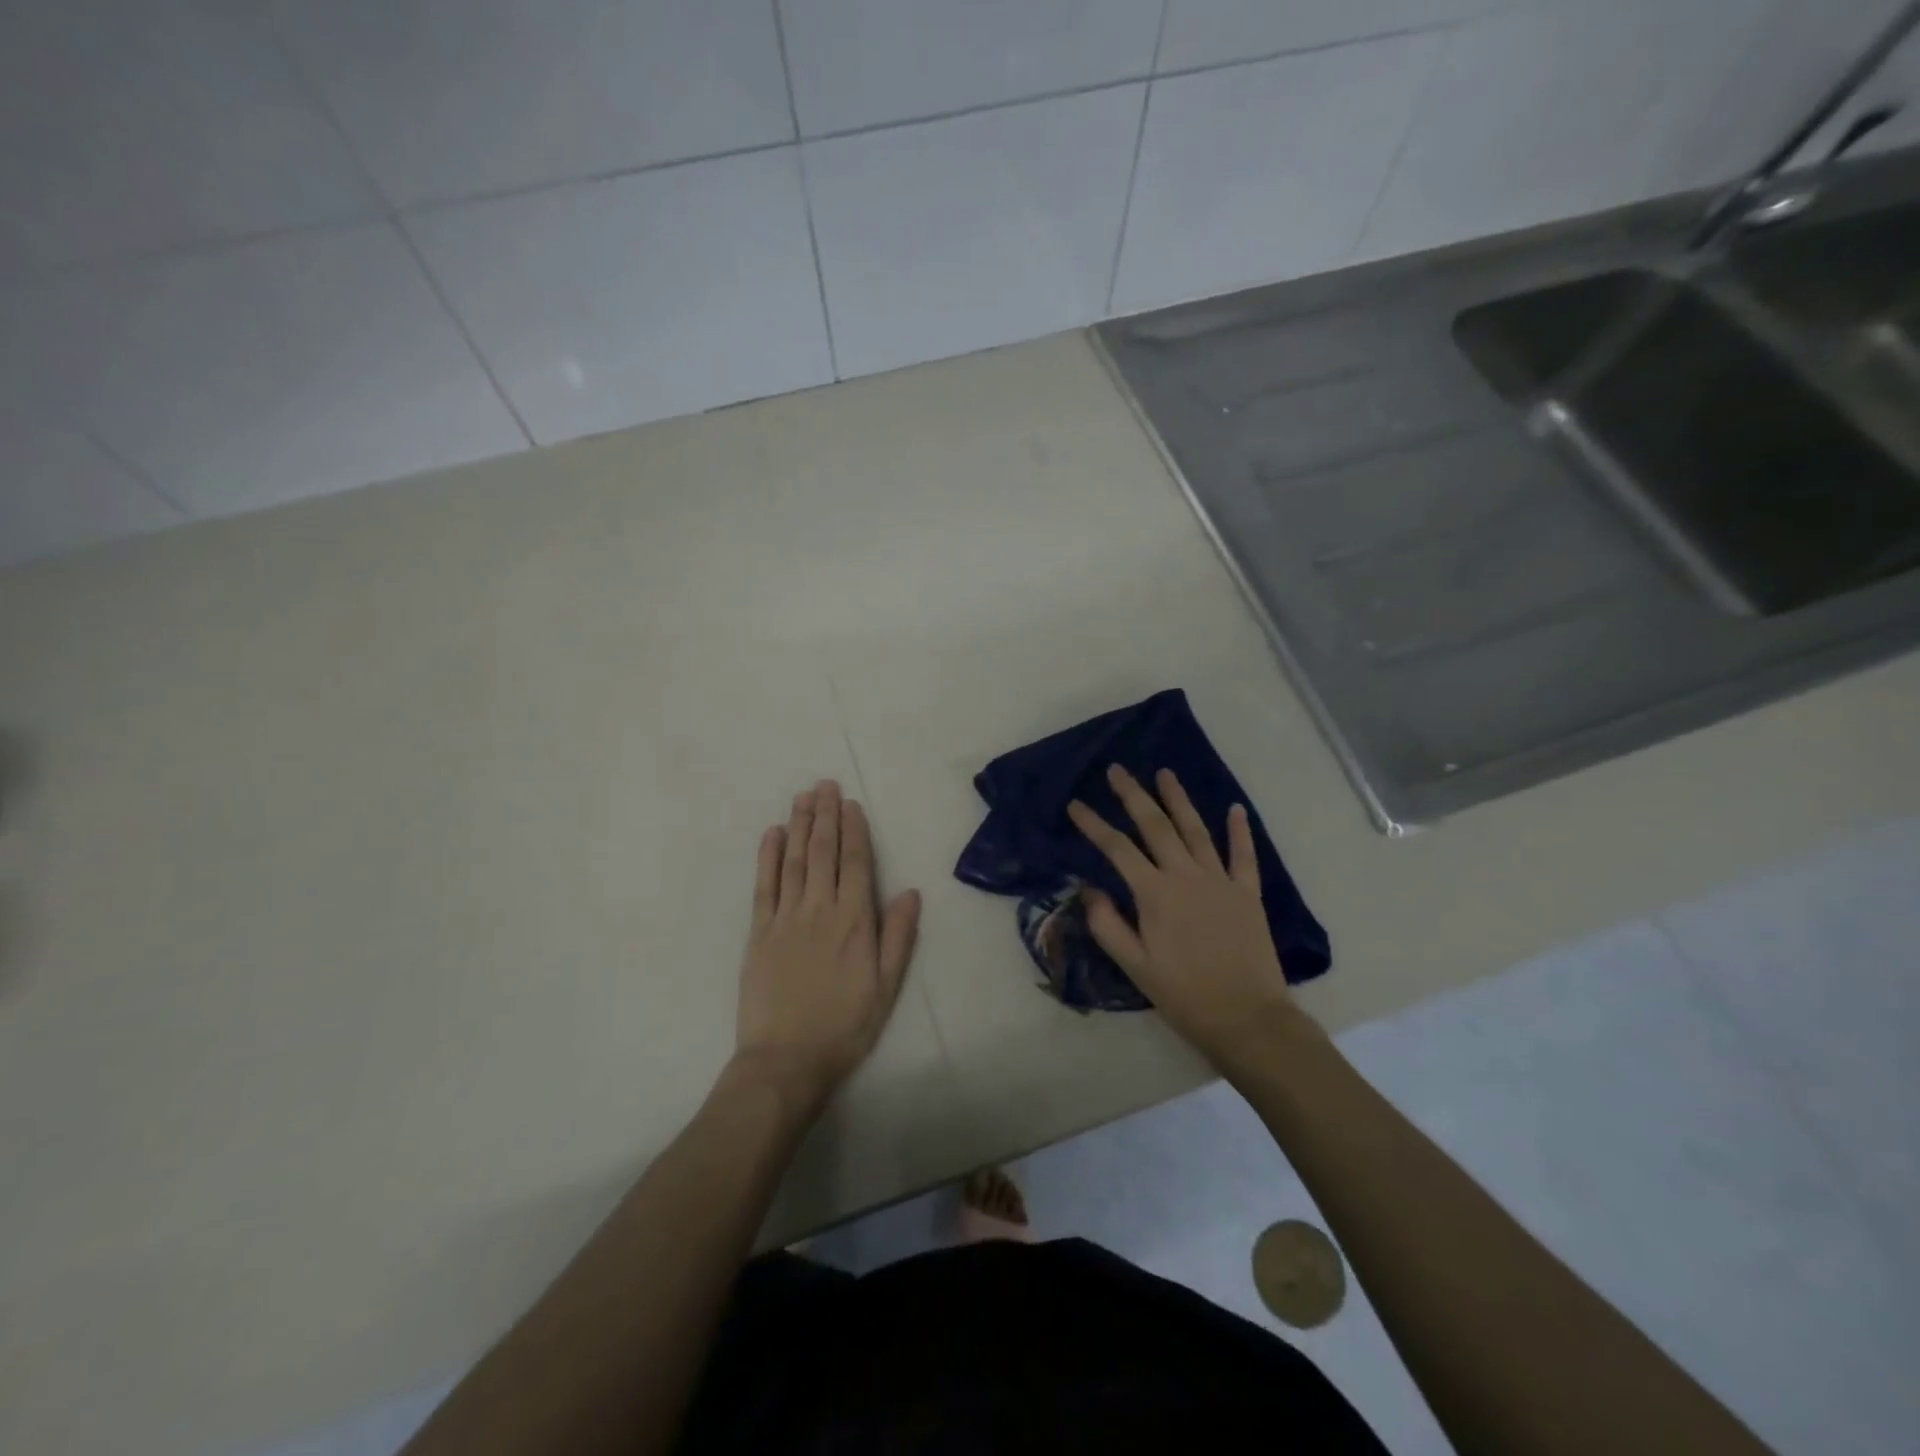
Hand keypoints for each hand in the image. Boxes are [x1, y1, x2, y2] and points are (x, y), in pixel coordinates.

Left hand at [733, 780, 920, 1106]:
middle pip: (822, 852)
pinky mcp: (758, 932)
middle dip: (825, 816)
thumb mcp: (886, 987)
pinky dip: (768, 856)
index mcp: (853, 921)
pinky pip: (763, 885)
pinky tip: (772, 834)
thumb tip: (909, 891)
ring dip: (799, 825)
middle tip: (825, 785)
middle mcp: (819, 909)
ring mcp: (785, 918)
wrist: (786, 1060)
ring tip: (803, 797)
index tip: (851, 804)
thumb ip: (898, 936)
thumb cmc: (844, 1026)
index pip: (854, 863)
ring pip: (794, 861)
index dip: (854, 831)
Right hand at [1069, 766, 1318, 1069]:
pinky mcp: (1247, 894)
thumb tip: (1088, 888)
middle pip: (1156, 826)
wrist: (1247, 1019)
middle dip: (1133, 795)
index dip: (1093, 824)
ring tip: (1164, 773)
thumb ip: (1108, 924)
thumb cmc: (1184, 995)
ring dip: (1178, 799)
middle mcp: (1186, 876)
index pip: (1117, 849)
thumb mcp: (1134, 966)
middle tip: (1117, 770)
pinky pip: (1244, 855)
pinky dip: (1240, 830)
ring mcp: (1220, 881)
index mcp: (1155, 894)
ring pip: (1196, 830)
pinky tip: (1234, 808)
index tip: (1075, 804)